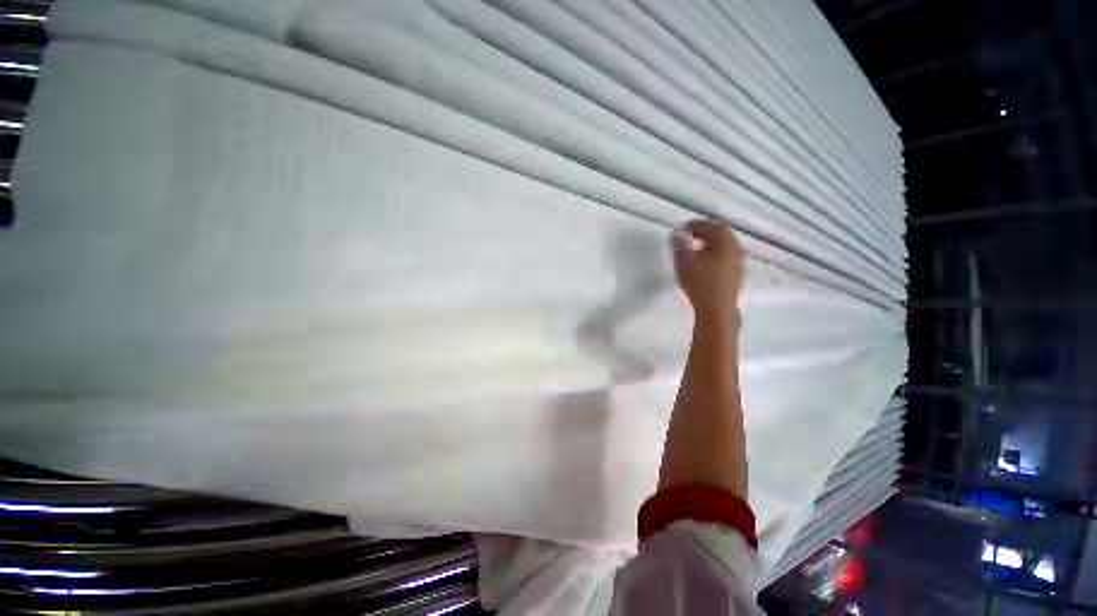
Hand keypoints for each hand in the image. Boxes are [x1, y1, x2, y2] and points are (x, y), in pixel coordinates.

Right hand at [671, 219, 743, 321]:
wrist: (717, 311)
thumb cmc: (700, 285)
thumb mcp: (684, 263)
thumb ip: (680, 245)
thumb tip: (678, 233)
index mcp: (724, 242)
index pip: (711, 224)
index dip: (695, 224)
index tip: (683, 229)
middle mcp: (735, 248)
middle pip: (721, 233)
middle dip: (704, 232)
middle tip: (689, 236)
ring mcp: (739, 261)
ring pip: (725, 245)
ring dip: (710, 243)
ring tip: (696, 248)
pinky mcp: (737, 274)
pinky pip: (727, 255)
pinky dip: (716, 253)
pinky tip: (706, 263)